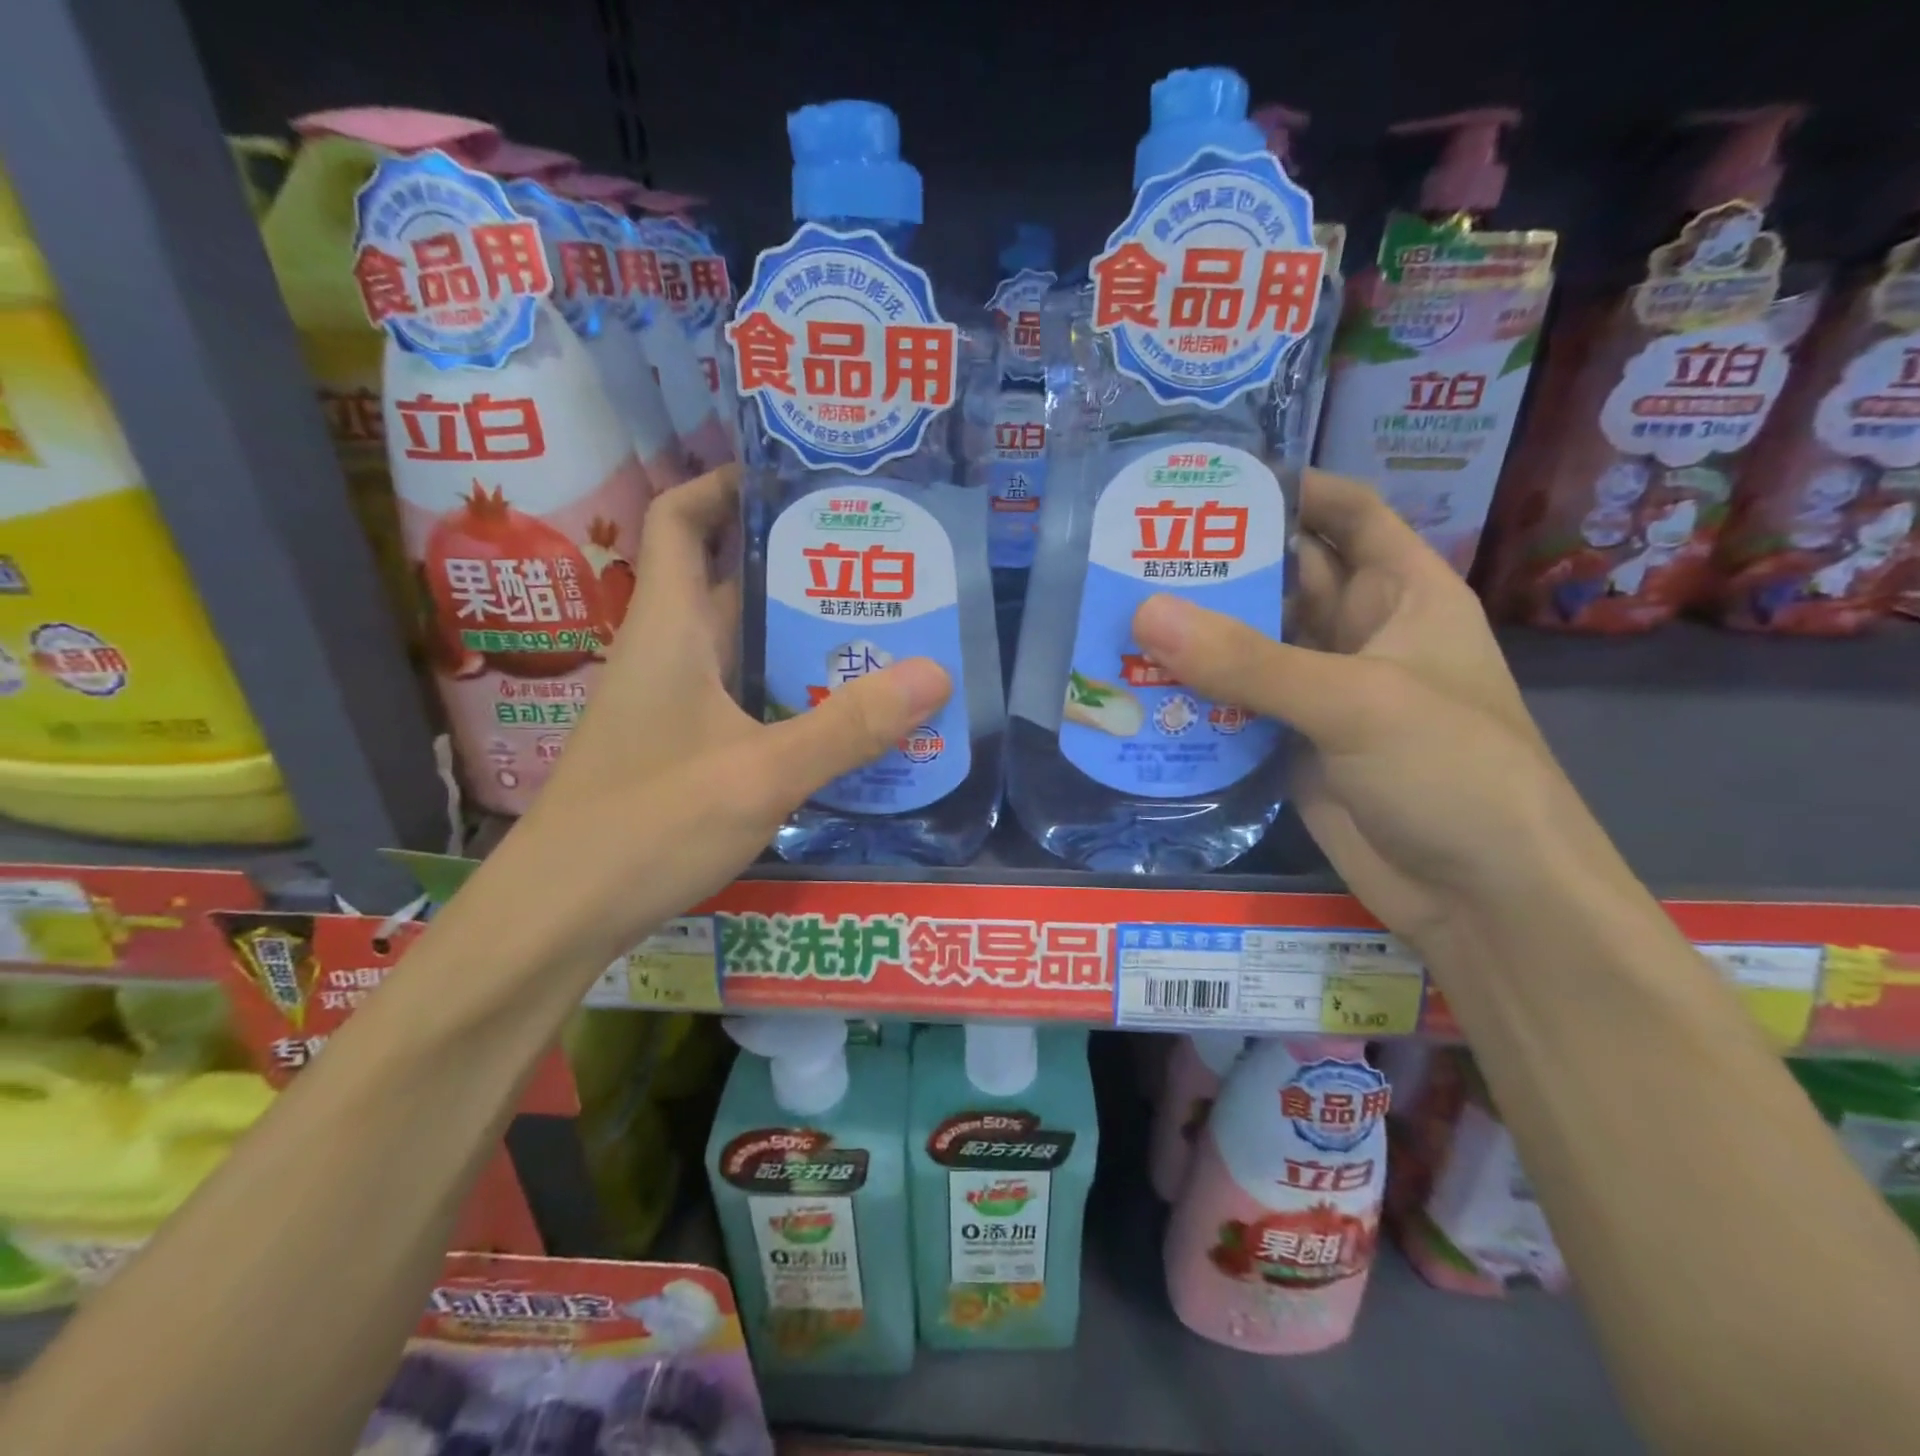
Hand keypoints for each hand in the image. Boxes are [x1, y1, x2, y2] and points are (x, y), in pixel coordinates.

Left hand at [508, 467, 950, 962]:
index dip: (724, 484)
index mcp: (669, 628)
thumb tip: (936, 673)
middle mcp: (667, 653)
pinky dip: (788, 691)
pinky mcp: (680, 747)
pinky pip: (742, 696)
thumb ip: (848, 727)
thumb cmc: (646, 827)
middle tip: (877, 565)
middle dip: (797, 566)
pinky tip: (839, 715)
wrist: (559, 915)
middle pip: (728, 581)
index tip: (793, 480)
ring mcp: (671, 704)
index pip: (681, 519)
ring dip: (799, 635)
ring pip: (741, 645)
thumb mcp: (760, 774)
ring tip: (878, 633)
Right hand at [1131, 469, 1610, 955]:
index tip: (1218, 479)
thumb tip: (1144, 613)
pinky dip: (1194, 696)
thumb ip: (1249, 660)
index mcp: (1404, 595)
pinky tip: (1139, 685)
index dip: (1295, 488)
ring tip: (1120, 608)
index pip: (1351, 515)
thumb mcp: (1356, 702)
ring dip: (1198, 633)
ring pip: (1252, 646)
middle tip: (1137, 548)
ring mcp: (1323, 694)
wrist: (1481, 898)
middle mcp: (1361, 636)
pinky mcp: (1292, 745)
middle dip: (1222, 564)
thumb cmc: (1452, 773)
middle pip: (1285, 579)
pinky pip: (1236, 706)